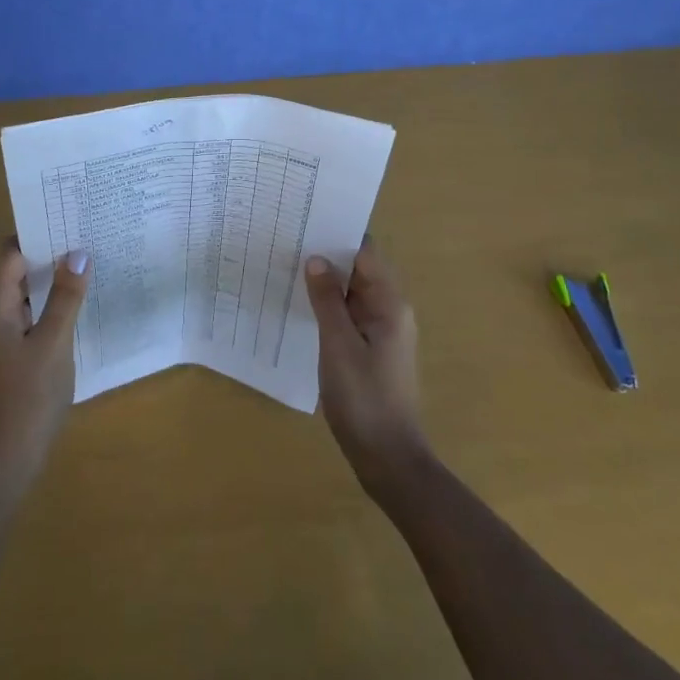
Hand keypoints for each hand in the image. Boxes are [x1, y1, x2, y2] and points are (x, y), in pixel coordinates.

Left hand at [0, 242, 89, 492]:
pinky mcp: (16, 353)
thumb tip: (78, 253)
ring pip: (29, 293)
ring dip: (54, 278)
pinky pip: (35, 315)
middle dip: (49, 253)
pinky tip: (81, 303)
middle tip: (86, 234)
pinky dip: (54, 303)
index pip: (11, 254)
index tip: (67, 217)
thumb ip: (66, 297)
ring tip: (89, 261)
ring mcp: (5, 336)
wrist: (10, 458)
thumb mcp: (53, 342)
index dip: (36, 233)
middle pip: (19, 270)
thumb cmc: (29, 395)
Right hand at [305, 239, 431, 494]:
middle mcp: (390, 310)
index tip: (307, 219)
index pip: (365, 252)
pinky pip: (350, 313)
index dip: (338, 234)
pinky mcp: (372, 349)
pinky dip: (329, 304)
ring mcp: (382, 330)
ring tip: (288, 264)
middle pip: (359, 269)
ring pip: (352, 292)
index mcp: (389, 303)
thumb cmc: (364, 400)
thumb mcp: (339, 346)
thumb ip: (327, 300)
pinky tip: (302, 304)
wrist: (388, 460)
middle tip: (289, 239)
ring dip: (327, 280)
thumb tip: (316, 258)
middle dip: (328, 254)